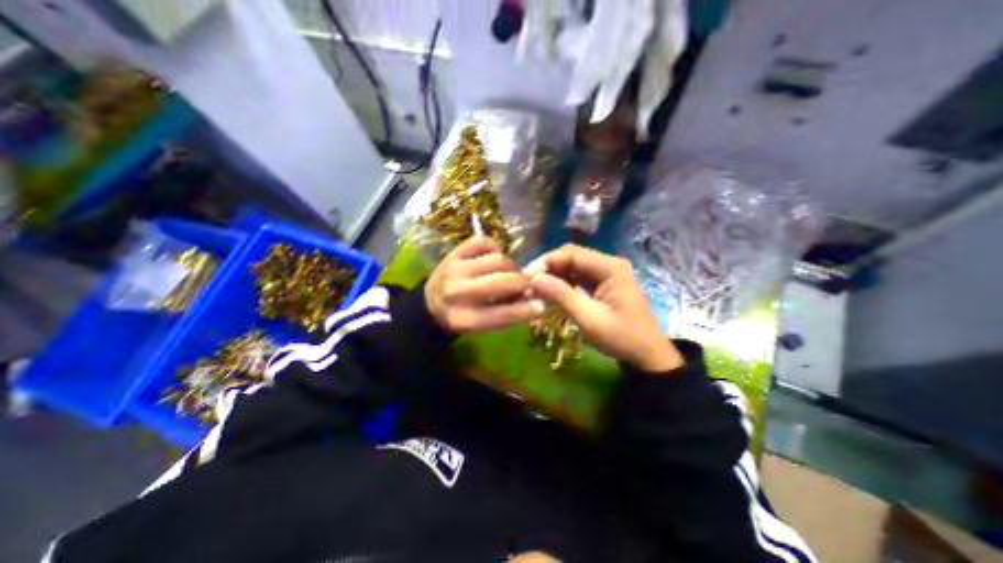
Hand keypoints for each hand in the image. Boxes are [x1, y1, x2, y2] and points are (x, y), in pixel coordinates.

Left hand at [425, 237, 544, 333]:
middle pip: (504, 281)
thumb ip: (508, 315)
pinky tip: (494, 257)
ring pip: (498, 259)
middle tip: (525, 284)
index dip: (527, 310)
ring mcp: (454, 269)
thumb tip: (537, 301)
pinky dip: (495, 248)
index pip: (502, 315)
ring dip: (510, 266)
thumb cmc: (462, 316)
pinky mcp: (454, 252)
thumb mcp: (482, 325)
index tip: (540, 305)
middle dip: (522, 282)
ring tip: (508, 272)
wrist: (430, 302)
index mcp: (464, 320)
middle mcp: (457, 293)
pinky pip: (484, 242)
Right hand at [525, 245, 681, 371]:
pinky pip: (579, 278)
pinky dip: (564, 284)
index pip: (571, 253)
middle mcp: (609, 264)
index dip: (547, 261)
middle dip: (549, 268)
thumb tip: (534, 279)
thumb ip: (561, 296)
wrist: (648, 356)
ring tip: (537, 289)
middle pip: (572, 257)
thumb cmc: (621, 337)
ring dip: (555, 276)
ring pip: (574, 267)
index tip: (527, 276)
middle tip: (530, 283)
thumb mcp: (589, 318)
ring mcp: (608, 273)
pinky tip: (551, 293)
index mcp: (610, 267)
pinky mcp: (604, 284)